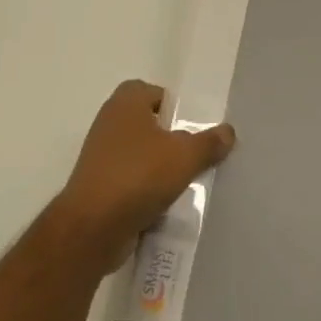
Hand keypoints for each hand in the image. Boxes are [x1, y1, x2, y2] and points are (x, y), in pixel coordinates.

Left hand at [51, 80, 235, 274]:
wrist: (91, 230)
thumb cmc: (138, 176)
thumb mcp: (186, 156)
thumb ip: (210, 142)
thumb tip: (228, 131)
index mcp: (125, 104)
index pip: (153, 91)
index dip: (174, 105)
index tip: (194, 125)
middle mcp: (109, 124)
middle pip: (149, 124)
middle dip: (172, 139)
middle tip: (196, 153)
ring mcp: (100, 158)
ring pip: (141, 155)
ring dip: (161, 167)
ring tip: (187, 181)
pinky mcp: (98, 188)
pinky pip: (131, 182)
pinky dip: (147, 191)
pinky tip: (167, 205)